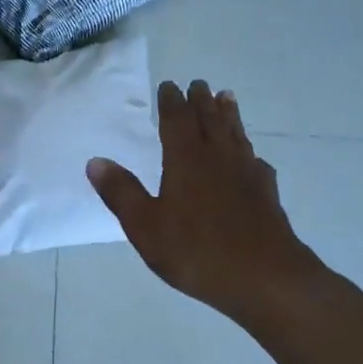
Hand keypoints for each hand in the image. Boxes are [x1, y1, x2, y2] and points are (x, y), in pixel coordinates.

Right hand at [87, 82, 324, 327]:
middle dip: (201, 101)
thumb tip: (95, 161)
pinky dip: (249, 151)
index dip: (171, 102)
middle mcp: (218, 158)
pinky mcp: (267, 194)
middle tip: (198, 84)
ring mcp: (247, 175)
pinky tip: (252, 158)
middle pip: (210, 121)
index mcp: (186, 161)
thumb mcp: (145, 227)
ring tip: (227, 98)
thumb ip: (121, 192)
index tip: (169, 86)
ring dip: (229, 115)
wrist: (266, 279)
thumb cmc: (197, 252)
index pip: (177, 121)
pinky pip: (256, 162)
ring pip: (236, 135)